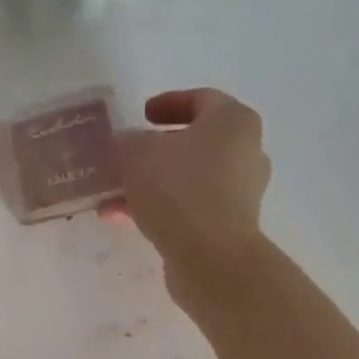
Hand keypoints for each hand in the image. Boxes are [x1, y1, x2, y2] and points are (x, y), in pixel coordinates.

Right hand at [112, 89, 271, 298]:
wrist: (211, 258)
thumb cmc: (179, 189)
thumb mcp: (138, 154)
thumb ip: (126, 142)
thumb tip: (123, 144)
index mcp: (233, 121)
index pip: (200, 99)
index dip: (167, 103)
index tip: (141, 115)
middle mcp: (245, 152)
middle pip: (194, 143)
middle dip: (154, 151)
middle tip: (124, 156)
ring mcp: (239, 193)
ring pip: (187, 179)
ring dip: (150, 185)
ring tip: (113, 196)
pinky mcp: (228, 226)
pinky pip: (188, 208)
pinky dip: (159, 209)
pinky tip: (125, 220)